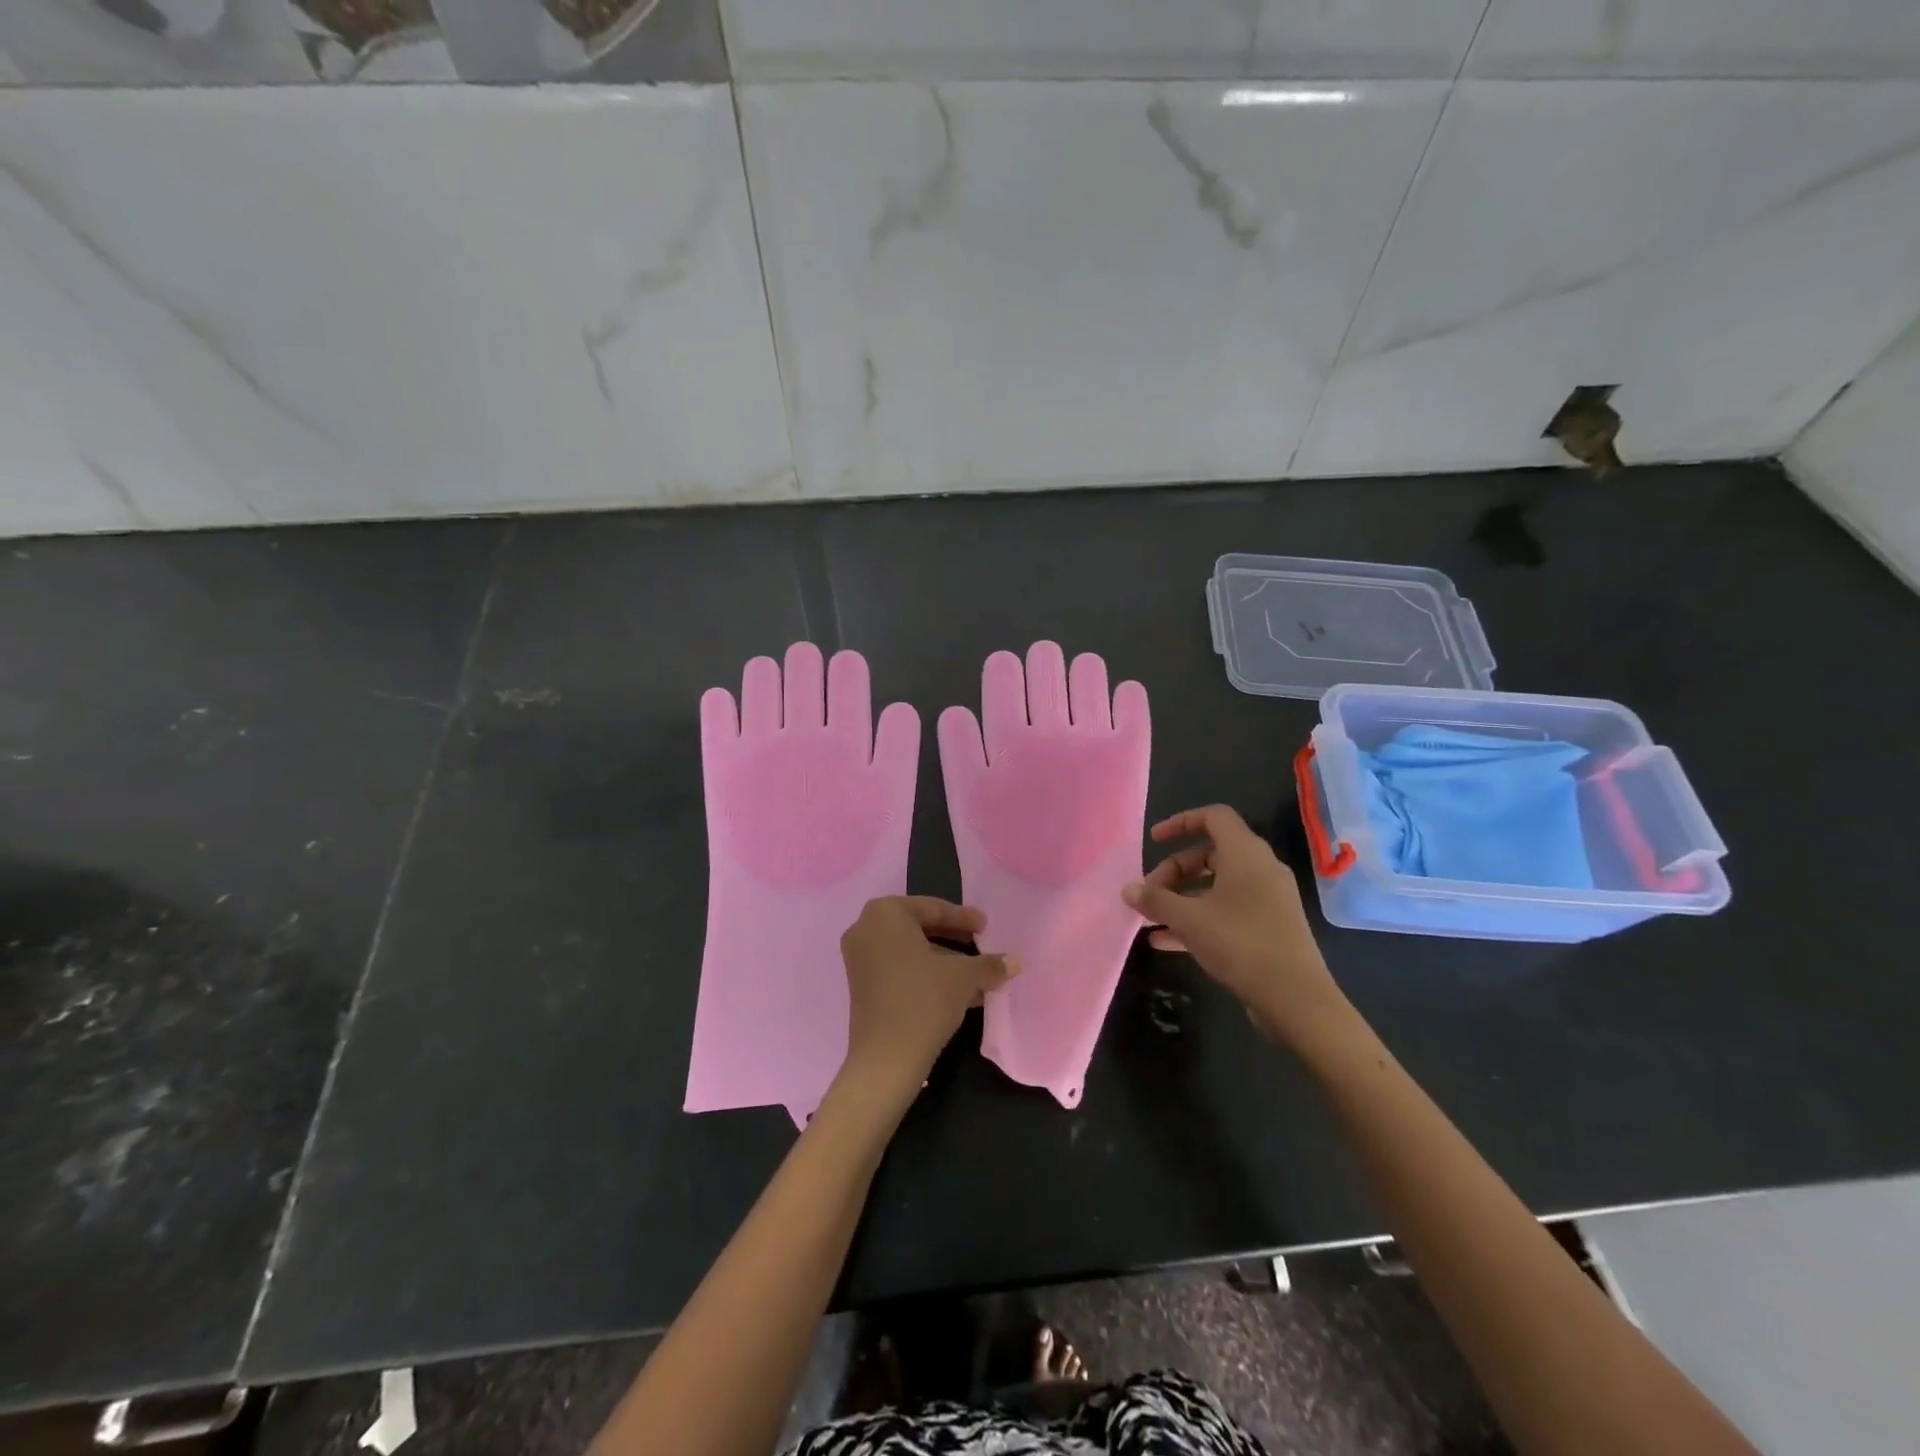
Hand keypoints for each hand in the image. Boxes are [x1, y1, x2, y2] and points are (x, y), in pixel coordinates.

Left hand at [839, 897, 1019, 1103]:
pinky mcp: (861, 986)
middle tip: (982, 946)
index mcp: (885, 913)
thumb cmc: (923, 1000)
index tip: (986, 927)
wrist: (886, 1059)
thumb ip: (989, 964)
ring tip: (978, 976)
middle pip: (920, 928)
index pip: (933, 909)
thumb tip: (1016, 961)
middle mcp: (866, 928)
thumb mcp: (963, 977)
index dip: (964, 919)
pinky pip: (899, 969)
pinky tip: (959, 993)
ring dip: (944, 962)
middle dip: (955, 940)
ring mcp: (859, 959)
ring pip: (911, 952)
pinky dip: (927, 976)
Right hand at [1123, 805, 1349, 1049]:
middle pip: (1210, 854)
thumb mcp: (1189, 920)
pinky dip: (1199, 918)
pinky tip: (1167, 942)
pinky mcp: (1270, 926)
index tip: (1154, 840)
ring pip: (1217, 885)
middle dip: (1174, 871)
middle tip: (1150, 895)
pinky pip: (1227, 910)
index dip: (1180, 822)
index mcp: (1246, 854)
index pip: (1213, 817)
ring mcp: (1268, 899)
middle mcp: (1261, 869)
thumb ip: (1155, 900)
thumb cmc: (1240, 944)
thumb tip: (1127, 889)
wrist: (1296, 999)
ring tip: (1152, 920)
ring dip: (1182, 898)